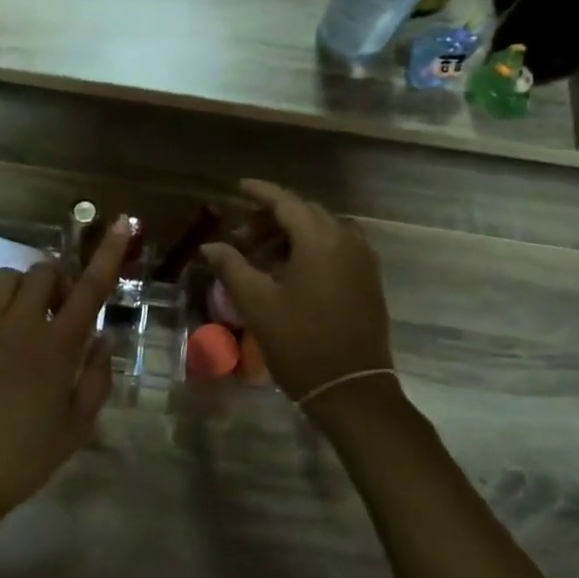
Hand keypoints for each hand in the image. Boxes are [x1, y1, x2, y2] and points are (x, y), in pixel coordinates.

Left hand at [0, 217, 132, 521]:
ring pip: (6, 278)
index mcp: (56, 347)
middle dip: (59, 283)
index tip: (120, 223)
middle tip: (62, 314)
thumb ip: (96, 377)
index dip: (108, 254)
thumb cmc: (24, 457)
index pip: (89, 289)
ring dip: (23, 289)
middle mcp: (20, 325)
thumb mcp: (76, 427)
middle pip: (43, 273)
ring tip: (26, 319)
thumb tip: (100, 337)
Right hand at [201, 180, 395, 407]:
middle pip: (305, 213)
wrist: (352, 390)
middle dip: (271, 218)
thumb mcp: (257, 304)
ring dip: (292, 234)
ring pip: (323, 230)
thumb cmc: (300, 343)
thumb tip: (210, 246)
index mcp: (320, 241)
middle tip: (241, 239)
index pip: (286, 202)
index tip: (238, 187)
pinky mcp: (368, 280)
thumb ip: (232, 267)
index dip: (261, 192)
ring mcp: (362, 261)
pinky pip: (337, 248)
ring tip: (262, 258)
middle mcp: (346, 241)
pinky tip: (290, 272)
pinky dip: (311, 249)